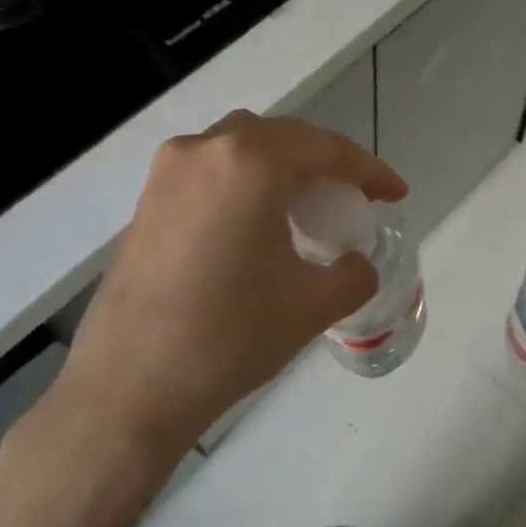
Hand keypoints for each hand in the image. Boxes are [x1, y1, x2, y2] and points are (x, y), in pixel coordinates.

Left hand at [0, 112, 404, 526]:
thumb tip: (356, 264)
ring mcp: (168, 173)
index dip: (369, 170)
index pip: (326, 150)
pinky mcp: (147, 201)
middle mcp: (205, 151)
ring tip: (306, 206)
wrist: (129, 388)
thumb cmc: (230, 338)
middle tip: (353, 198)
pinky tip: (257, 223)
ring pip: (242, 148)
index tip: (396, 194)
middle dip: (326, 162)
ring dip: (283, 167)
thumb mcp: (313, 306)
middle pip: (283, 138)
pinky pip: (211, 171)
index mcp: (250, 166)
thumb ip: (353, 273)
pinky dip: (245, 182)